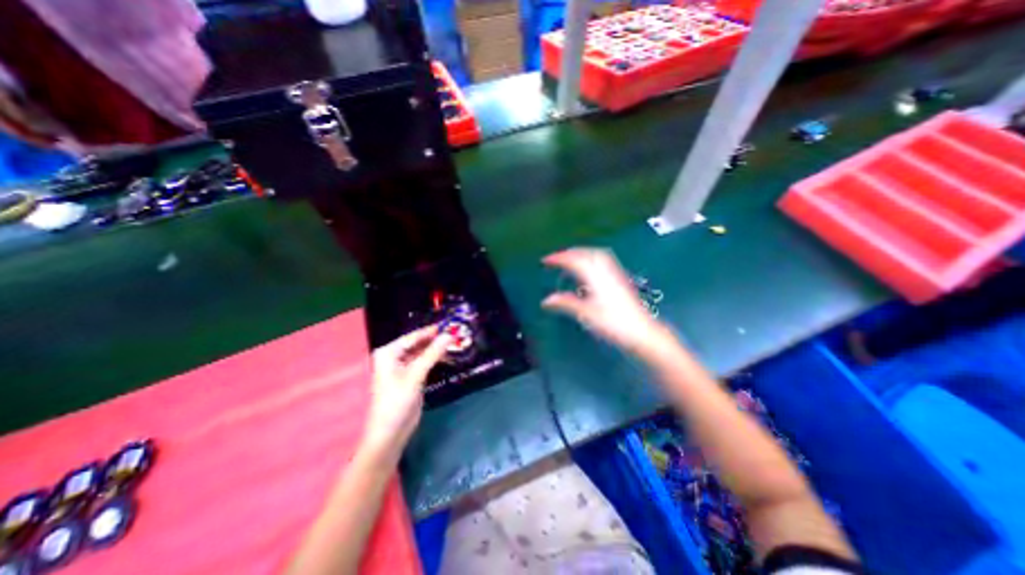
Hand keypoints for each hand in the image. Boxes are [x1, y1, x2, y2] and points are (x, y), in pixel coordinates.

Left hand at [363, 327, 451, 457]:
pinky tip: (448, 356)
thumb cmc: (397, 401)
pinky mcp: (411, 377)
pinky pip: (424, 363)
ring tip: (455, 343)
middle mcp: (394, 357)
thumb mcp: (416, 375)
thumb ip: (433, 354)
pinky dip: (435, 359)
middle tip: (456, 334)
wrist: (390, 432)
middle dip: (435, 340)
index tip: (449, 324)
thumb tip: (449, 335)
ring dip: (436, 349)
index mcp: (389, 353)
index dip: (431, 331)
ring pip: (422, 353)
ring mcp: (402, 367)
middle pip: (418, 343)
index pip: (413, 337)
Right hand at [544, 246, 664, 354]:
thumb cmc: (613, 324)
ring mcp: (615, 274)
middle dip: (569, 252)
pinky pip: (603, 260)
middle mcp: (605, 271)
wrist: (642, 332)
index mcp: (596, 277)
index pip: (574, 261)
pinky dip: (591, 258)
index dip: (559, 258)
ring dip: (581, 253)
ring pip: (596, 255)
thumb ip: (566, 304)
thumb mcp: (586, 314)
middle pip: (586, 253)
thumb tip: (545, 300)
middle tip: (556, 258)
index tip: (545, 260)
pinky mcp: (620, 279)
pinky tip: (589, 267)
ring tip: (569, 258)